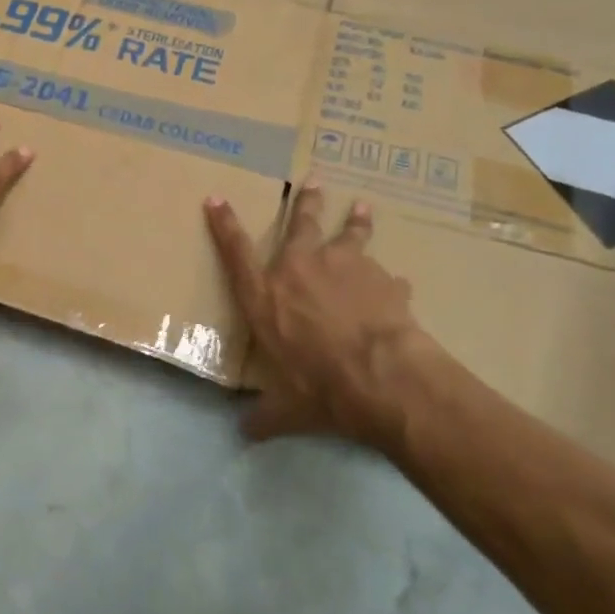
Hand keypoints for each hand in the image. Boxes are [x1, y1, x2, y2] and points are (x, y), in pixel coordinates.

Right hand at [204, 182, 433, 444]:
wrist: (381, 376)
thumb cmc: (320, 386)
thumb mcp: (287, 409)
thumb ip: (265, 416)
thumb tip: (246, 434)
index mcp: (267, 295)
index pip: (236, 252)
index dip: (223, 224)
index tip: (216, 198)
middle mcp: (301, 269)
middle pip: (300, 224)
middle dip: (305, 201)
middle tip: (312, 180)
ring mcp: (345, 267)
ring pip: (349, 234)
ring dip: (355, 220)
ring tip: (362, 206)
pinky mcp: (383, 279)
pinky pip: (386, 275)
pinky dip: (390, 279)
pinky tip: (399, 284)